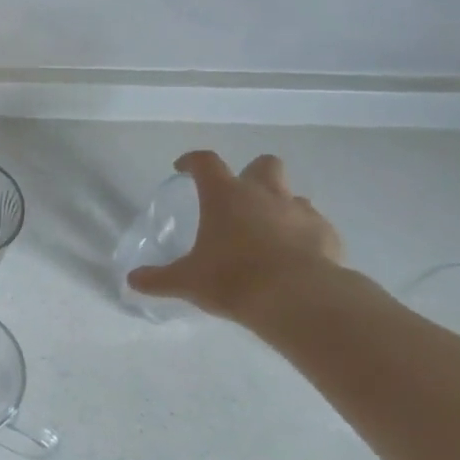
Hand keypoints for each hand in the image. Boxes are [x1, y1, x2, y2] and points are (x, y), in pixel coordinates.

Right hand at [127, 151, 343, 323]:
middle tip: (238, 199)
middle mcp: (264, 194)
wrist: (298, 298)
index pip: (205, 163)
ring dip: (278, 206)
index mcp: (225, 196)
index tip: (183, 168)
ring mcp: (300, 211)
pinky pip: (314, 224)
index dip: (192, 161)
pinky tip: (292, 256)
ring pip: (291, 194)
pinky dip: (301, 234)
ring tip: (265, 233)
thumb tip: (133, 280)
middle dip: (251, 174)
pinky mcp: (326, 234)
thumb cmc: (232, 279)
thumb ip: (158, 278)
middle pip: (263, 165)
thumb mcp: (186, 281)